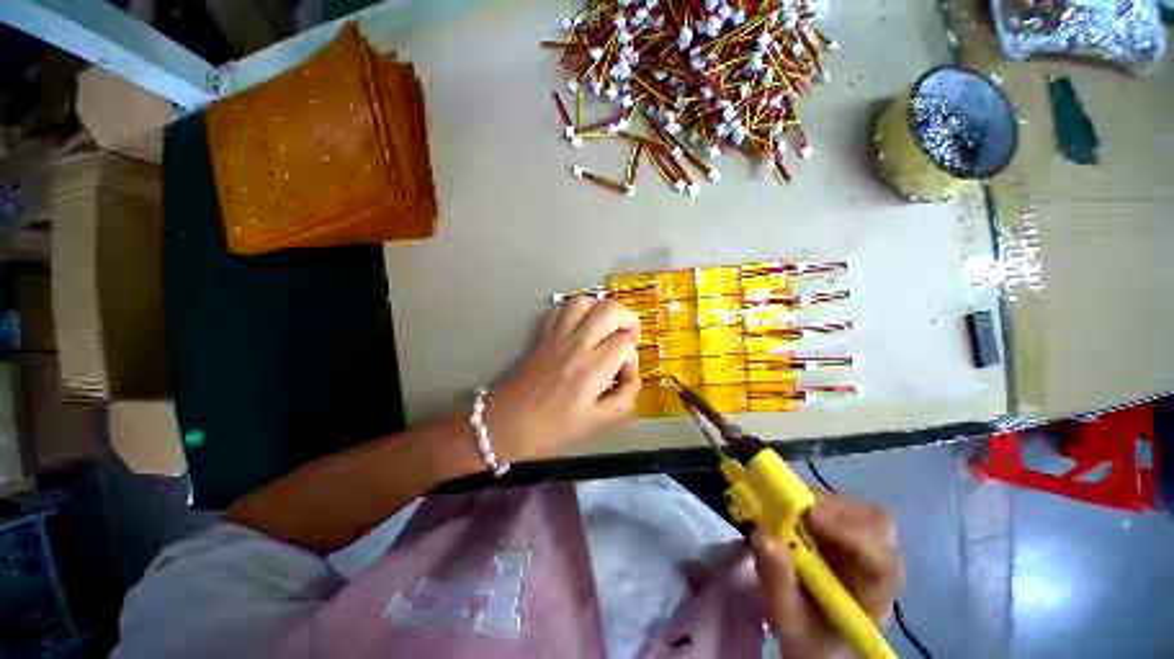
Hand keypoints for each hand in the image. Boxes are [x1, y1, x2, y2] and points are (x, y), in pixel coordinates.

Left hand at [487, 296, 640, 461]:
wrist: (507, 423)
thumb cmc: (550, 428)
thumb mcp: (595, 423)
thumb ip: (623, 401)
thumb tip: (633, 381)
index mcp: (592, 368)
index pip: (625, 345)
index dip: (632, 360)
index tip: (623, 376)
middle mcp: (576, 345)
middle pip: (610, 310)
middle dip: (628, 319)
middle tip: (629, 337)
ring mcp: (557, 336)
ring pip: (584, 302)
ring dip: (602, 309)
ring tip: (607, 326)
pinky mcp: (543, 336)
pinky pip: (560, 309)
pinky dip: (576, 310)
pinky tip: (581, 326)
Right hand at [751, 495, 903, 658]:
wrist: (819, 644)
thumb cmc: (809, 639)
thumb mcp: (789, 622)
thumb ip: (778, 584)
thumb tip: (762, 535)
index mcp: (873, 598)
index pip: (881, 561)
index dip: (851, 533)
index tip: (811, 516)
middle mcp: (878, 567)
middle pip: (877, 524)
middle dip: (837, 509)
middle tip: (797, 506)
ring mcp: (866, 548)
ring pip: (859, 510)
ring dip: (822, 503)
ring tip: (787, 507)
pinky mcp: (848, 536)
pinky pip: (839, 508)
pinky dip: (813, 501)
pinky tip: (792, 510)